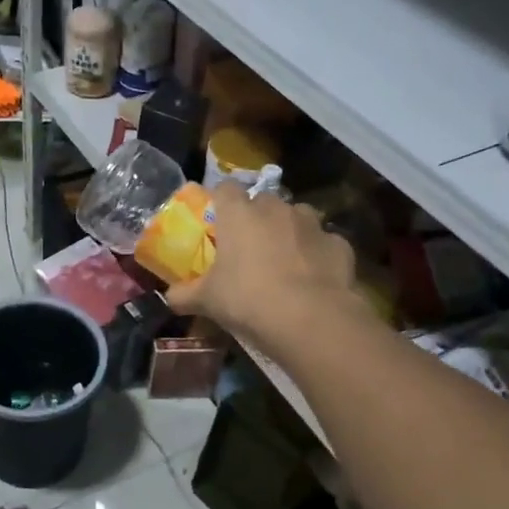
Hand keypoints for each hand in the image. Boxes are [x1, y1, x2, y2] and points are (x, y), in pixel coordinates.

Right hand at [165, 184, 361, 358]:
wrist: (310, 319)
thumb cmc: (248, 299)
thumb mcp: (207, 301)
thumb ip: (184, 295)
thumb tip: (169, 298)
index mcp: (239, 214)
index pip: (225, 189)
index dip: (220, 202)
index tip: (217, 222)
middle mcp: (276, 209)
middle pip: (263, 202)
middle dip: (257, 219)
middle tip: (249, 248)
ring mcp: (312, 224)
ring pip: (298, 218)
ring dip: (290, 232)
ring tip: (284, 261)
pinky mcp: (339, 245)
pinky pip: (323, 244)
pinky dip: (317, 256)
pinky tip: (313, 279)